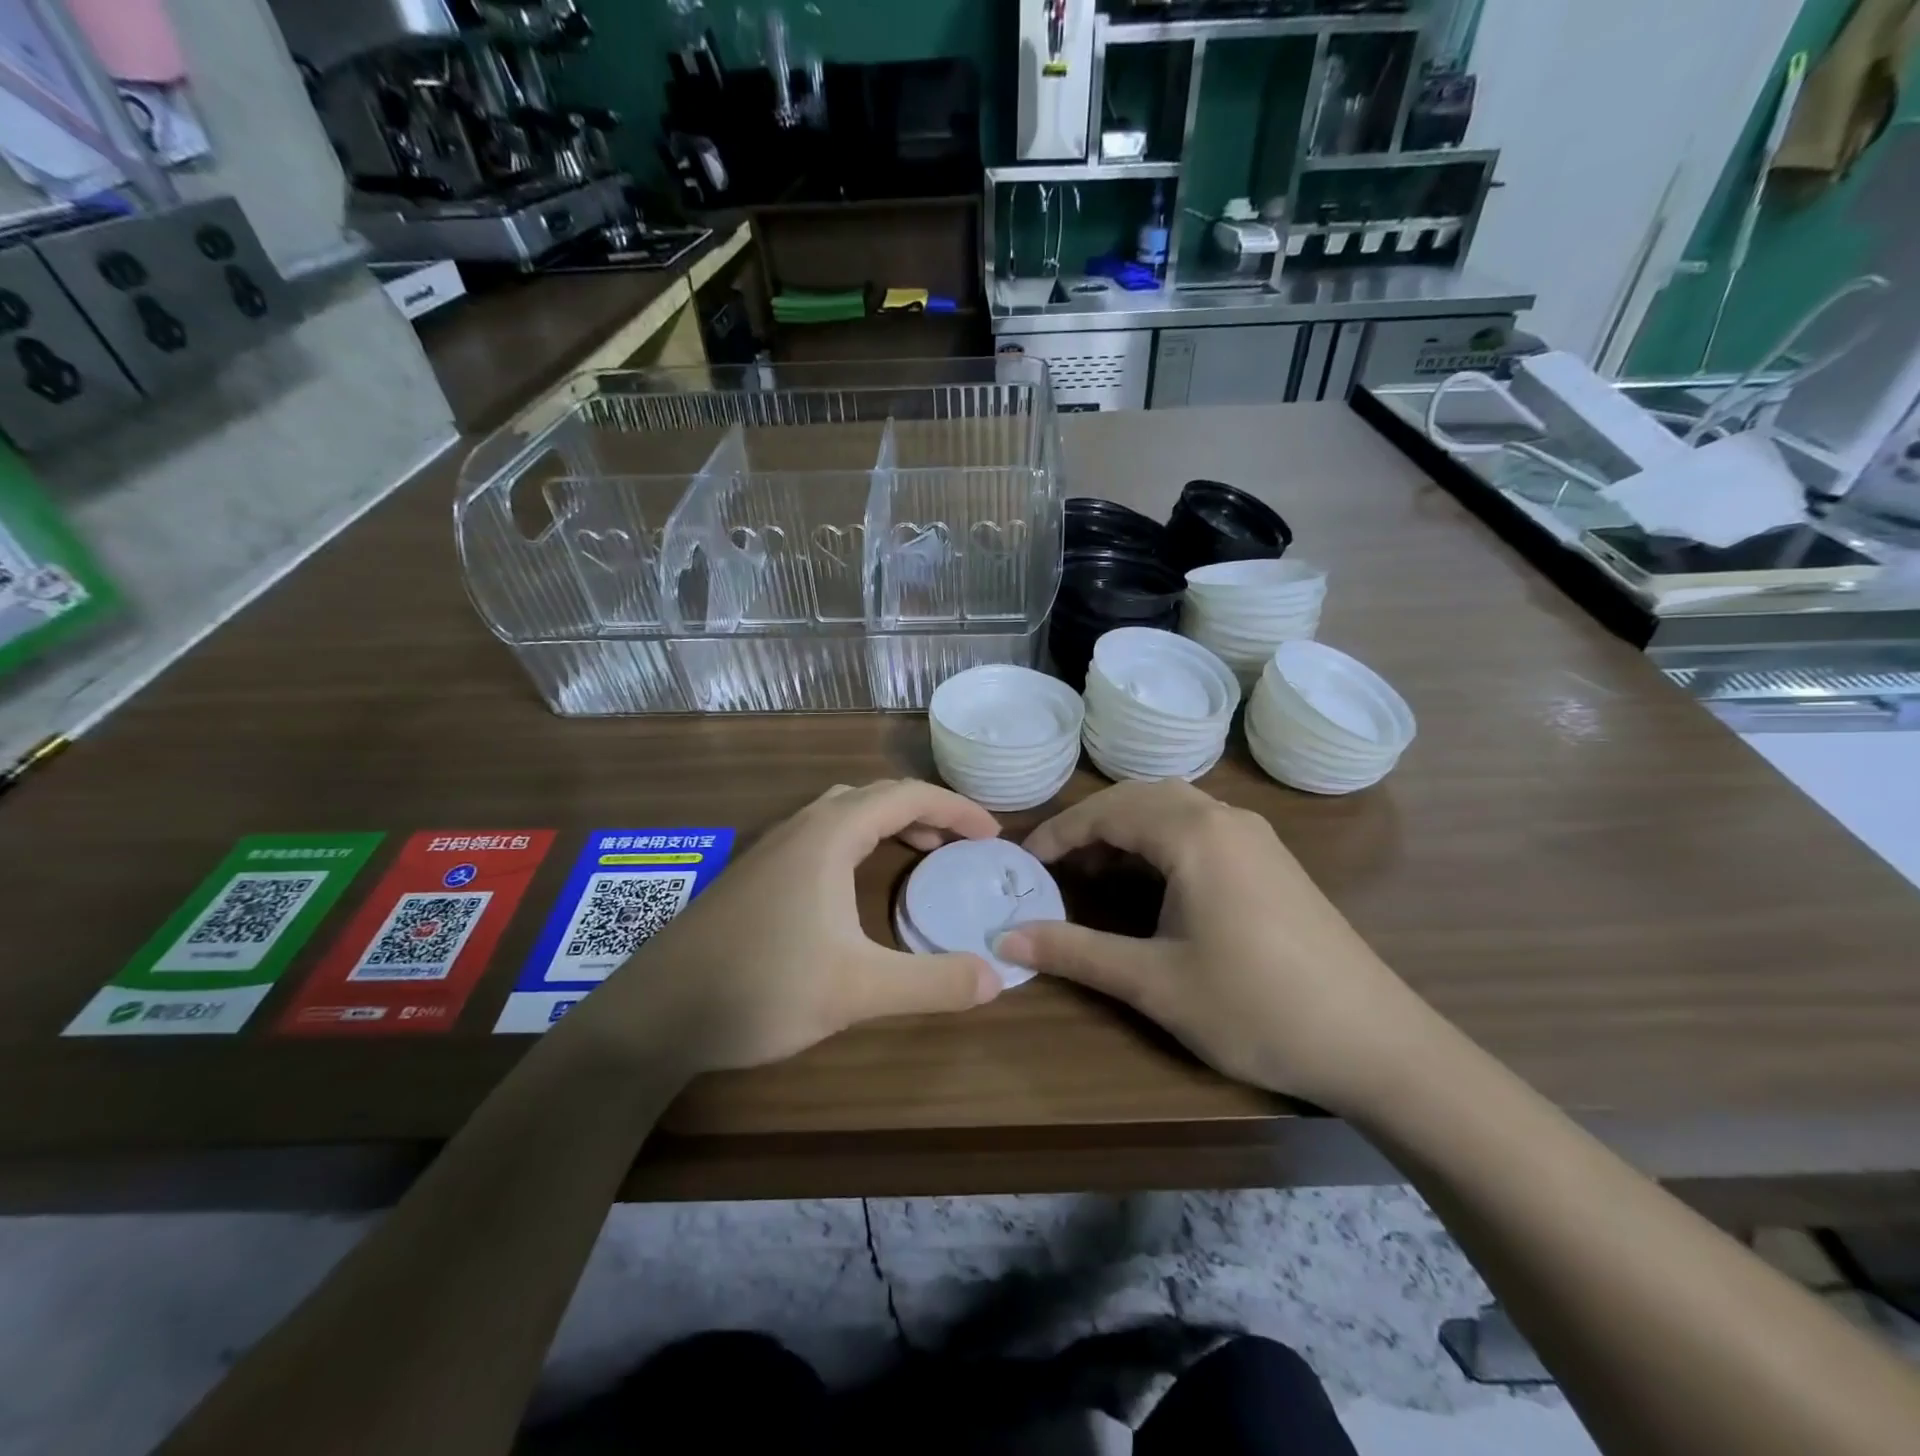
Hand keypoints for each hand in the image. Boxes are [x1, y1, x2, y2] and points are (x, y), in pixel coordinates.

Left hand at [571, 781, 1002, 1074]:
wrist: (653, 1015)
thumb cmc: (759, 988)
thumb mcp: (856, 990)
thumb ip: (932, 982)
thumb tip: (998, 976)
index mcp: (828, 835)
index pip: (906, 796)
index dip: (955, 809)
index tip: (992, 835)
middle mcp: (800, 828)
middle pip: (875, 795)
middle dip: (925, 811)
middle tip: (962, 845)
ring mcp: (771, 849)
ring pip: (843, 812)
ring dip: (888, 823)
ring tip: (921, 855)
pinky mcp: (754, 875)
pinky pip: (821, 835)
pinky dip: (858, 842)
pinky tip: (856, 885)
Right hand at [995, 781, 1423, 1109]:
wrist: (1376, 1043)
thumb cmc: (1255, 1007)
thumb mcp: (1154, 982)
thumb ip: (1076, 952)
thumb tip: (1005, 938)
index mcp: (1194, 833)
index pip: (1108, 810)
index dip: (1059, 833)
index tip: (1023, 863)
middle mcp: (1225, 817)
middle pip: (1140, 796)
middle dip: (1091, 824)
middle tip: (1055, 866)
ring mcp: (1256, 836)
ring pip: (1174, 807)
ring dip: (1127, 828)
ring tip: (1095, 871)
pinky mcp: (1273, 859)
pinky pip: (1201, 826)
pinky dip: (1161, 839)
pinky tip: (1152, 881)